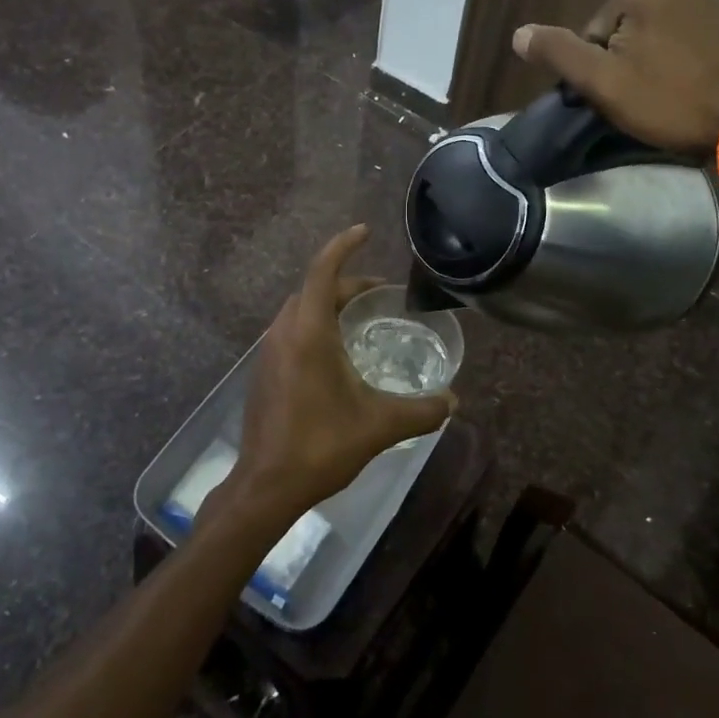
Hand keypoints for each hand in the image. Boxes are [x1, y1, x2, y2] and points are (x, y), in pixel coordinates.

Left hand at [218, 226, 455, 530]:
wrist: (266, 485)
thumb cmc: (321, 445)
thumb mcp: (379, 425)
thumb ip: (421, 411)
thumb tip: (454, 402)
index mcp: (309, 332)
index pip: (323, 270)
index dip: (343, 245)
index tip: (365, 232)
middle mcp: (284, 332)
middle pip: (314, 288)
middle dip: (346, 281)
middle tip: (380, 293)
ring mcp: (268, 351)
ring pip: (300, 309)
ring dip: (328, 303)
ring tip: (361, 318)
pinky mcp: (264, 371)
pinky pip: (291, 330)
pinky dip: (315, 325)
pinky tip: (335, 352)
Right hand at [511, 0, 718, 153]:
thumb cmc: (670, 101)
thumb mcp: (601, 82)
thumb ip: (558, 53)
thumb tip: (518, 34)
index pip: (592, 34)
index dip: (597, 70)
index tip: (619, 96)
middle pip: (623, 30)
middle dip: (625, 62)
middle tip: (642, 99)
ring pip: (655, 35)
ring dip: (653, 62)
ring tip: (667, 96)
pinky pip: (686, 39)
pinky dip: (681, 60)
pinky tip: (691, 86)